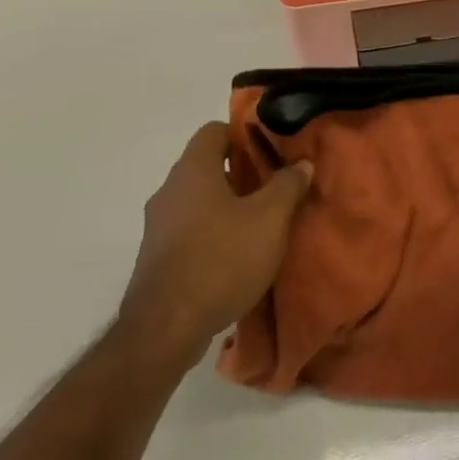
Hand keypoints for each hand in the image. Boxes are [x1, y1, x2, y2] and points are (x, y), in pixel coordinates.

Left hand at [120, 122, 313, 369]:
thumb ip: (288, 185)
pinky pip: (190, 230)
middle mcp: (169, 191)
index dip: (244, 134)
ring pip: (199, 200)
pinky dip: (214, 233)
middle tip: (276, 186)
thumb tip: (301, 163)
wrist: (166, 328)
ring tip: (262, 223)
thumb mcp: (270, 219)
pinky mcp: (158, 258)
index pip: (214, 130)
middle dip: (242, 173)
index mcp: (192, 171)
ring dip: (228, 205)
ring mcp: (158, 226)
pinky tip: (238, 255)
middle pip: (207, 166)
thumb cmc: (222, 259)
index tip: (272, 150)